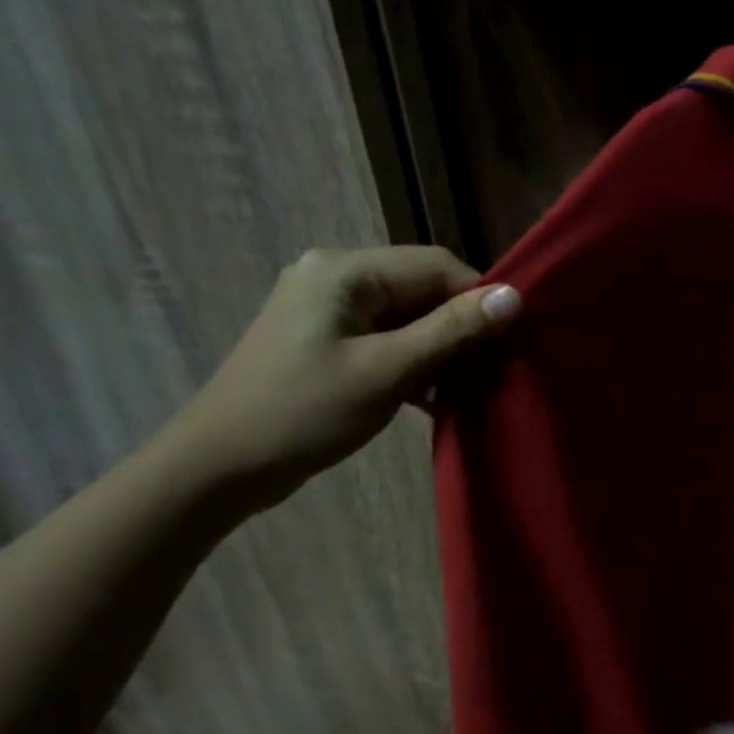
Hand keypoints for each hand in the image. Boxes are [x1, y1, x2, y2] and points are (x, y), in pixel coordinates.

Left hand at [161, 245, 519, 507]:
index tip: (511, 342)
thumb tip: (514, 297)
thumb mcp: (387, 371)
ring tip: (468, 388)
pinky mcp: (325, 341)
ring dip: (439, 350)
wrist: (218, 467)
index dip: (479, 299)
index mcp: (344, 270)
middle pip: (421, 290)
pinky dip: (412, 363)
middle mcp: (334, 276)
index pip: (435, 265)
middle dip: (460, 328)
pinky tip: (433, 398)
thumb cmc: (303, 413)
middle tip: (493, 370)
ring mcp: (326, 309)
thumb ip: (452, 331)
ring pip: (406, 318)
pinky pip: (385, 339)